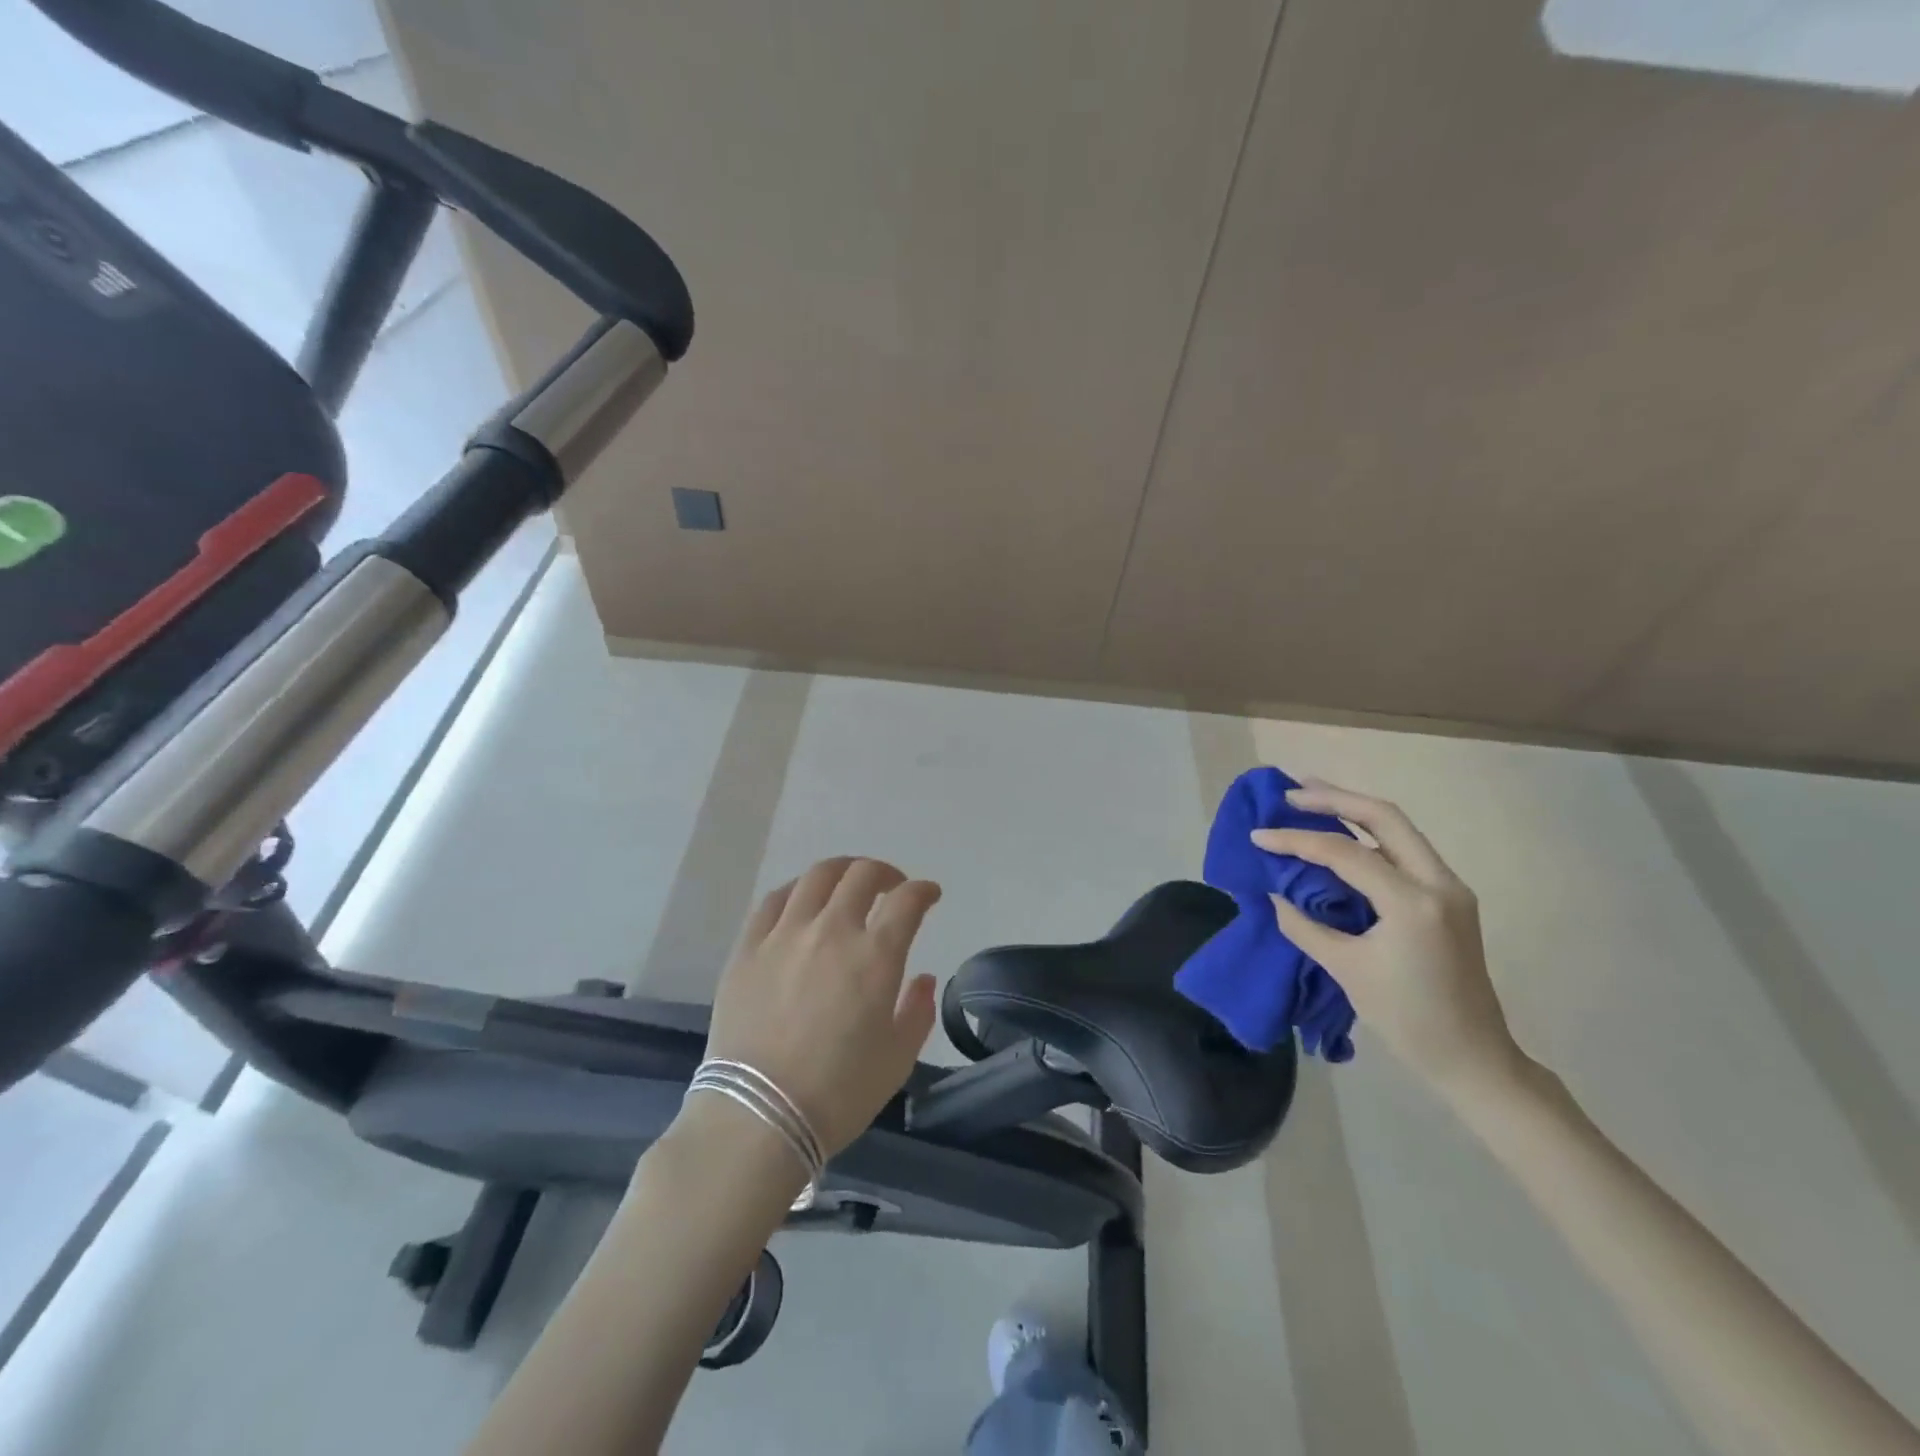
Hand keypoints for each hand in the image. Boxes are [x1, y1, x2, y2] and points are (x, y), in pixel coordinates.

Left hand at [702, 857, 942, 1157]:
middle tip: (891, 887)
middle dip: (885, 873)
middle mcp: (831, 930)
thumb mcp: (897, 1059)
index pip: (907, 901)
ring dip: (842, 871)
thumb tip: (921, 978)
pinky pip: (773, 900)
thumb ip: (917, 1011)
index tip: (929, 895)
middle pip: (862, 875)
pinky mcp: (748, 947)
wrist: (757, 1118)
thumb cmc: (838, 1094)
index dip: (923, 891)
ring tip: (848, 883)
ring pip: (817, 877)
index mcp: (875, 956)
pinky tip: (802, 900)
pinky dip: (797, 890)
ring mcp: (785, 934)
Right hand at [1252, 782, 1527, 1101]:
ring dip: (1353, 810)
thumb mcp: (1346, 970)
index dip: (1296, 840)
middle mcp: (1439, 882)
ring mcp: (1449, 887)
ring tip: (1310, 799)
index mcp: (1414, 902)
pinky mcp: (1448, 897)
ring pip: (1398, 828)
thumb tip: (1276, 893)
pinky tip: (1341, 836)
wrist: (1473, 1058)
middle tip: (1290, 792)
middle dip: (1334, 798)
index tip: (1258, 836)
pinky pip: (1404, 851)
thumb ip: (1304, 925)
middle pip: (1384, 817)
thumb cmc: (1408, 1019)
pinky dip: (1368, 836)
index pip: (1345, 853)